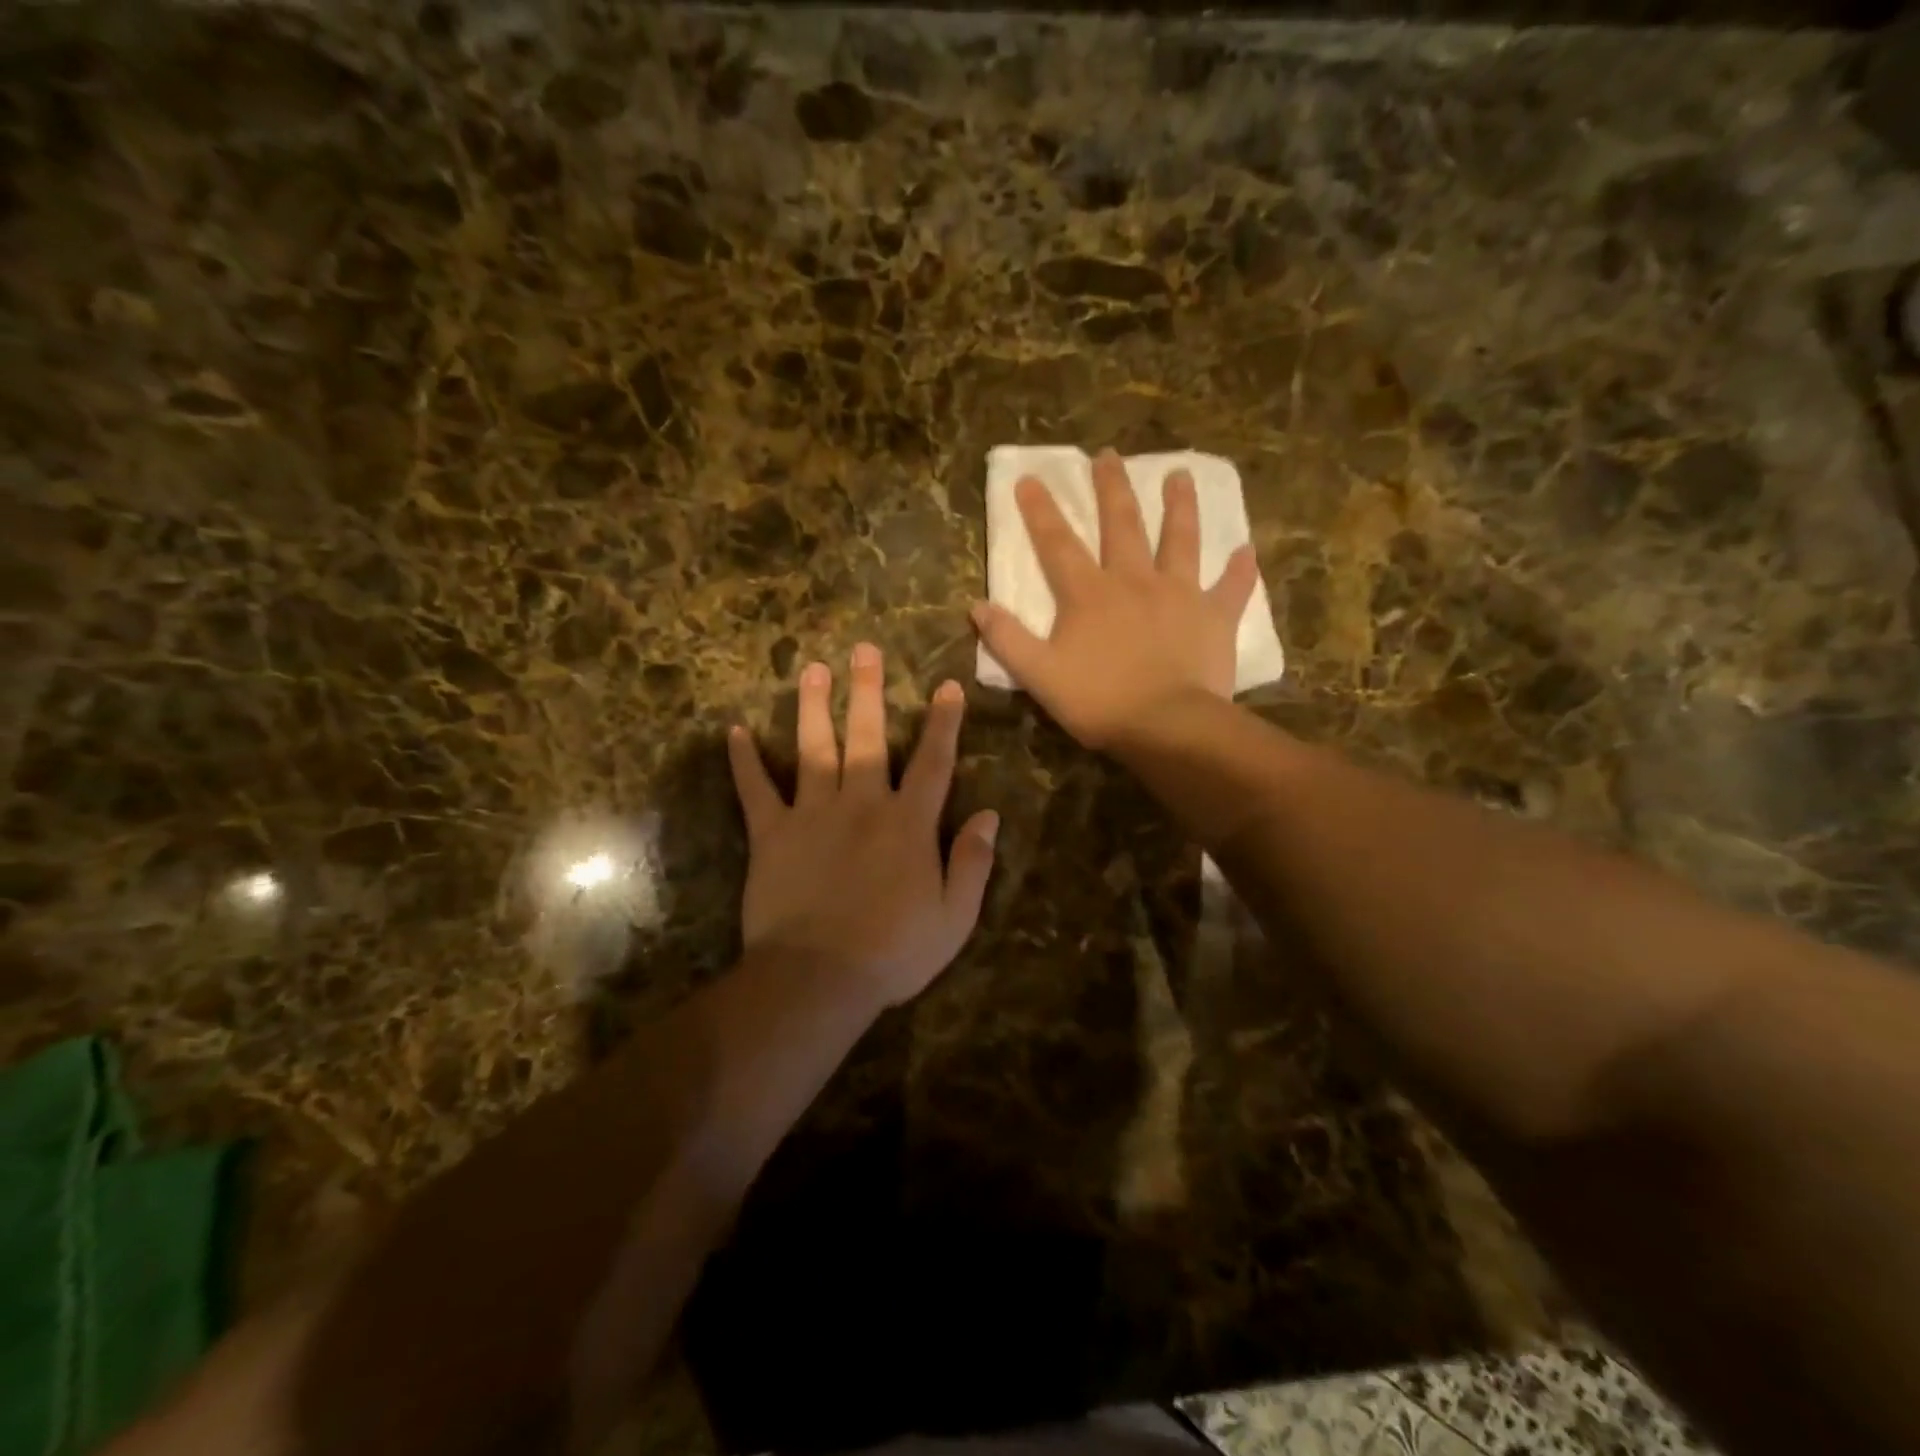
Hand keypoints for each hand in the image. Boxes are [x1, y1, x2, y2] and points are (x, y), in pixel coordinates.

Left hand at [726, 643, 999, 1008]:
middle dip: (869, 692)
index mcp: (908, 823)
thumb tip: (990, 815)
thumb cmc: (893, 952)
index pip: (934, 762)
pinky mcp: (772, 834)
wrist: (818, 979)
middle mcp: (862, 804)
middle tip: (864, 649)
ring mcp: (813, 814)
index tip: (947, 686)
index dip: (944, 722)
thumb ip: (973, 862)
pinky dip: (744, 761)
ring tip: (813, 670)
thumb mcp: (954, 917)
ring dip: (815, 707)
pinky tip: (734, 731)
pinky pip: (756, 790)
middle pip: (869, 738)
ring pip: (815, 749)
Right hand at [970, 448, 1260, 749]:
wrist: (1166, 725)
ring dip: (1179, 506)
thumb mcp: (1039, 675)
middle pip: (1121, 524)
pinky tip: (1247, 551)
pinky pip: (1231, 588)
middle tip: (1109, 455)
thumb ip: (1008, 639)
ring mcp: (1179, 594)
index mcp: (1089, 594)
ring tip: (1181, 475)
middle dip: (1112, 488)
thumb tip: (977, 606)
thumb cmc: (1099, 701)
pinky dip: (1239, 570)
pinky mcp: (1214, 617)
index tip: (1029, 479)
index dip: (1040, 511)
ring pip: (1180, 539)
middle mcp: (1134, 581)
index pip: (1057, 544)